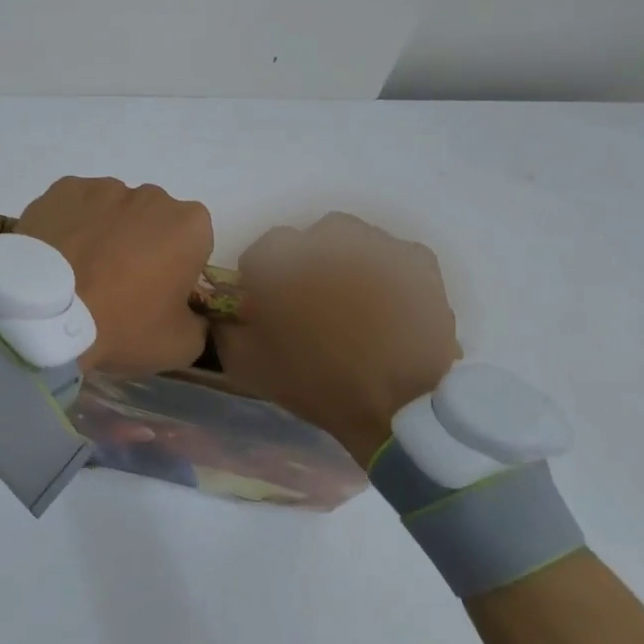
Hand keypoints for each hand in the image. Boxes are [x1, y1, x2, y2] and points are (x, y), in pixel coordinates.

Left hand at [16, 177, 214, 374]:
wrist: (46, 313)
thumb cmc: (122, 325)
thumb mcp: (180, 346)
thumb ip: (198, 324)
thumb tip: (191, 315)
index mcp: (190, 226)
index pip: (194, 245)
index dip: (177, 271)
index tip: (157, 297)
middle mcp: (152, 195)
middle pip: (153, 222)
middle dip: (142, 246)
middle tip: (117, 286)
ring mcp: (104, 187)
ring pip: (113, 211)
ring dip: (105, 234)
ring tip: (81, 273)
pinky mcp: (62, 188)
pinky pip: (75, 207)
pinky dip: (71, 225)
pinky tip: (57, 256)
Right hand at [213, 213, 460, 467]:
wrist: (398, 406)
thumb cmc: (316, 382)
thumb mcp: (247, 364)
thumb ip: (225, 328)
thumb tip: (225, 312)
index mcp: (281, 257)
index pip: (259, 255)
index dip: (260, 284)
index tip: (268, 312)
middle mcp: (328, 237)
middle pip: (307, 243)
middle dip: (305, 268)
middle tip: (312, 308)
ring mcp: (377, 244)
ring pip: (352, 244)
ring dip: (345, 267)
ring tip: (355, 308)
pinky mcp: (418, 260)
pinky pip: (392, 257)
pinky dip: (386, 275)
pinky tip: (387, 307)